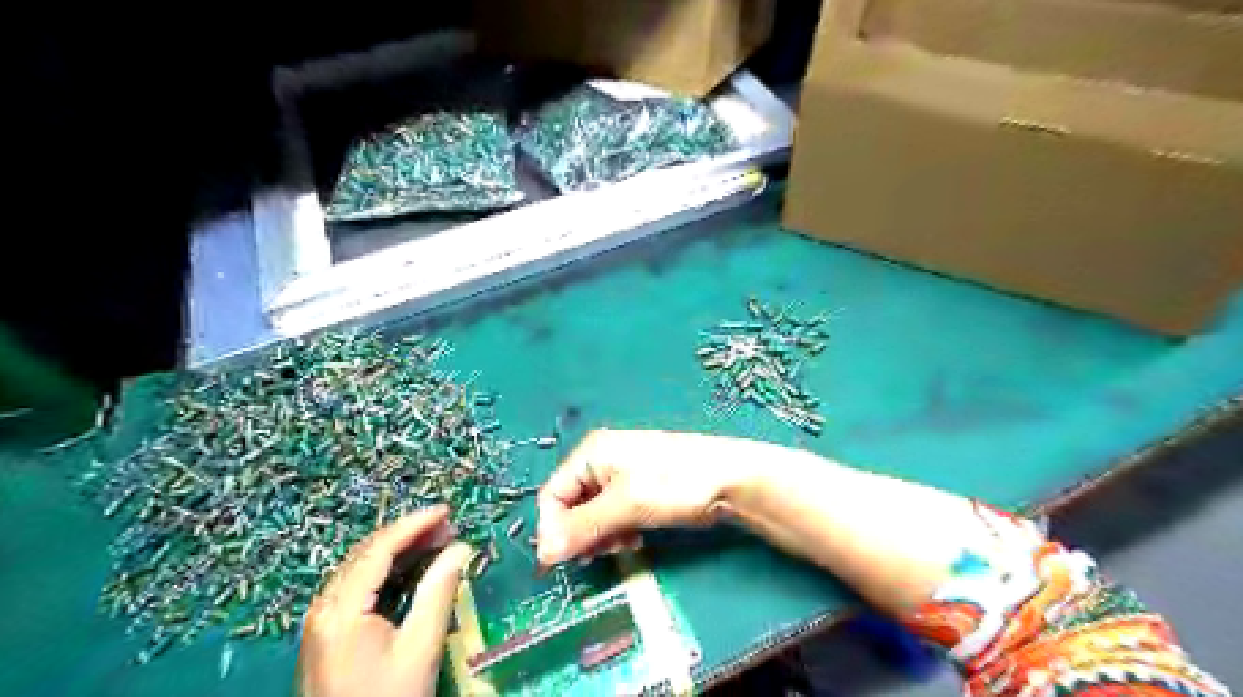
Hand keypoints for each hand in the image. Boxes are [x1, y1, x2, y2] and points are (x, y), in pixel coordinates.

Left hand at [296, 507, 472, 696]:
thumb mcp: (419, 647)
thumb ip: (438, 591)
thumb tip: (460, 548)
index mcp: (341, 609)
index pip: (379, 549)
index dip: (414, 524)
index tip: (447, 511)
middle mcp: (324, 607)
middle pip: (367, 553)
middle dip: (408, 534)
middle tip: (448, 527)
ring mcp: (322, 621)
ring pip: (361, 567)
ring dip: (399, 550)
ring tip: (437, 541)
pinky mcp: (328, 634)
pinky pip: (358, 585)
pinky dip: (388, 570)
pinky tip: (412, 568)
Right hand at [533, 431, 758, 566]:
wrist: (729, 479)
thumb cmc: (673, 484)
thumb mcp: (624, 506)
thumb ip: (582, 528)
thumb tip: (542, 554)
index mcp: (591, 453)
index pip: (552, 495)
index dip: (553, 529)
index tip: (563, 561)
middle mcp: (601, 460)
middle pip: (571, 504)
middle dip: (581, 533)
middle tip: (600, 553)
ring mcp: (621, 474)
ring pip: (592, 513)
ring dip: (600, 535)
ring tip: (623, 545)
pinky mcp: (639, 488)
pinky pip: (613, 514)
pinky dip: (617, 530)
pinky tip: (634, 539)